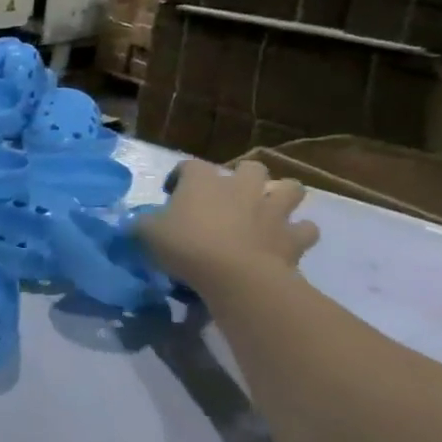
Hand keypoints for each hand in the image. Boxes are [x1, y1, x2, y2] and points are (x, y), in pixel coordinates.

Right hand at [135, 158, 317, 299]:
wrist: (235, 275)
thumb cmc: (187, 247)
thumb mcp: (147, 234)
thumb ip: (141, 224)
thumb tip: (136, 222)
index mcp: (203, 181)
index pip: (189, 166)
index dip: (180, 177)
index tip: (171, 194)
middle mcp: (241, 186)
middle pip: (250, 168)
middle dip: (243, 178)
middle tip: (230, 199)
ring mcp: (272, 210)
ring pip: (290, 189)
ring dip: (281, 196)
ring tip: (268, 211)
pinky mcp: (293, 237)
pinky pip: (306, 229)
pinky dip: (299, 234)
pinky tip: (287, 242)